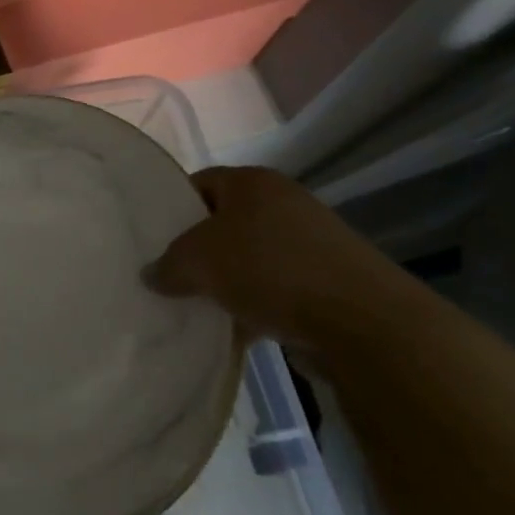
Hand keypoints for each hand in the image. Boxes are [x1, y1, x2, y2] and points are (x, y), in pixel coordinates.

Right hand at [145, 167, 416, 343]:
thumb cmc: (271, 270)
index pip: (198, 183)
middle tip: (168, 276)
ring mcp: (309, 242)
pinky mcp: (327, 279)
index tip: (151, 239)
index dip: (171, 208)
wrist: (364, 322)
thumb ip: (167, 264)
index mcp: (252, 182)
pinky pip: (275, 288)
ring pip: (248, 258)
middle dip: (196, 251)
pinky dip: (254, 306)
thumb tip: (152, 274)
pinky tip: (235, 332)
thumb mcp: (198, 261)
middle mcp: (282, 202)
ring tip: (197, 308)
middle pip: (223, 222)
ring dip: (225, 282)